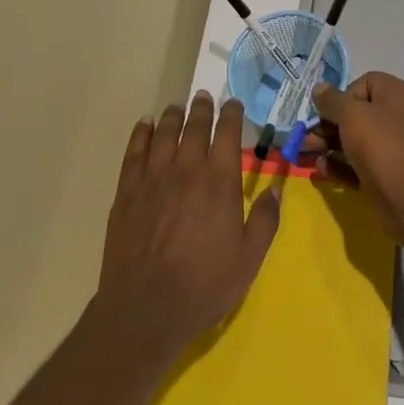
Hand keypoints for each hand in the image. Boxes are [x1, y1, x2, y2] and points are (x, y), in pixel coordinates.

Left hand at [98, 91, 280, 357]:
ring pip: (164, 133)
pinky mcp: (128, 191)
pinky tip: (145, 125)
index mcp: (220, 181)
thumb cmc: (204, 285)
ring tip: (177, 106)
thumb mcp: (249, 258)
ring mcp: (154, 177)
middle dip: (202, 108)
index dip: (232, 114)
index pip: (228, 134)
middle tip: (204, 96)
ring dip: (173, 116)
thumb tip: (274, 189)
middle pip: (195, 127)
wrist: (145, 308)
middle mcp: (188, 169)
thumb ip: (265, 220)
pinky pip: (135, 151)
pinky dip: (141, 134)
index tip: (233, 104)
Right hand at [302, 72, 403, 238]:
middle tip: (305, 136)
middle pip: (355, 115)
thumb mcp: (350, 114)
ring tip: (304, 153)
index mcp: (394, 94)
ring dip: (327, 146)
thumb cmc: (379, 142)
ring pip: (353, 141)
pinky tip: (320, 170)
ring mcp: (389, 148)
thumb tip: (319, 88)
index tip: (329, 110)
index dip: (344, 95)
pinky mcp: (383, 174)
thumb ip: (331, 100)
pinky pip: (356, 165)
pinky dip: (338, 166)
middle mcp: (395, 118)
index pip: (365, 84)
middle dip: (327, 125)